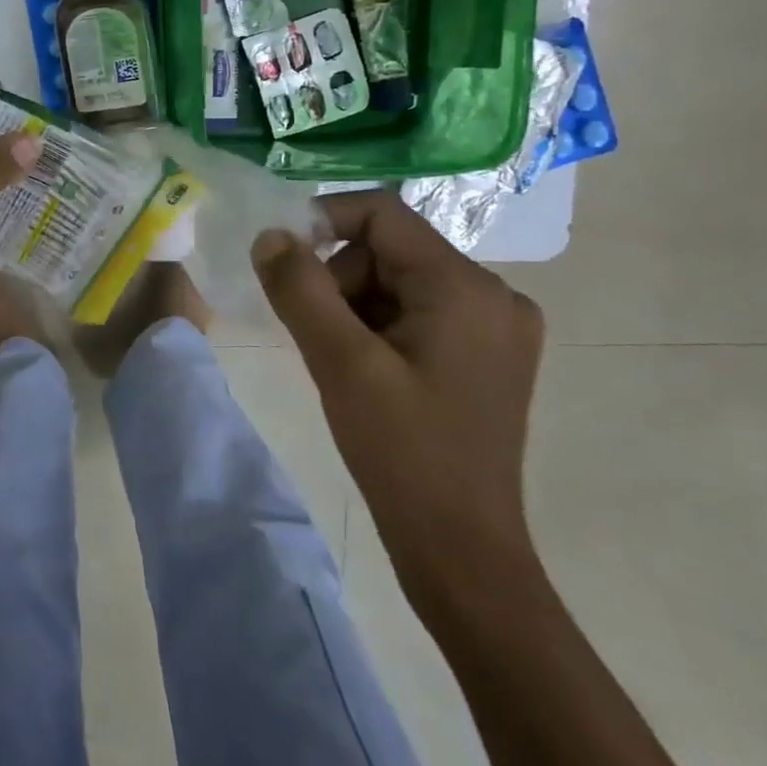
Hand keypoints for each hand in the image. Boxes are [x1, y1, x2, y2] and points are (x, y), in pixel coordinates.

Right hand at [251, 191, 545, 614]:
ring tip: (341, 361)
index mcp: (466, 286)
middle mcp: (494, 293)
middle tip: (316, 333)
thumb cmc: (403, 454)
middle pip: (390, 249)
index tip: (281, 258)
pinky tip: (368, 370)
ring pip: (400, 280)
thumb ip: (299, 288)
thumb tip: (269, 234)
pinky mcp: (490, 353)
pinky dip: (380, 325)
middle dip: (341, 279)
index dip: (323, 221)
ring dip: (357, 306)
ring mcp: (498, 325)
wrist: (462, 552)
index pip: (383, 213)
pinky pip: (419, 310)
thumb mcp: (340, 364)